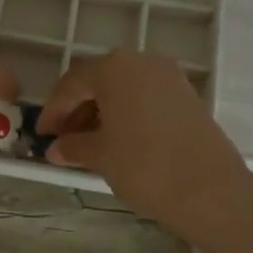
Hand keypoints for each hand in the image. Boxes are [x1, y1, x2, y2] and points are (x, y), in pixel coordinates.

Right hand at [37, 50, 252, 232]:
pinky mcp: (186, 94)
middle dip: (77, 109)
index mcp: (115, 68)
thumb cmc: (145, 167)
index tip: (42, 135)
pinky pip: (145, 96)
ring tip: (89, 144)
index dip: (53, 110)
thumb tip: (56, 149)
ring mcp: (168, 76)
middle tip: (63, 140)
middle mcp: (142, 61)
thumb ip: (73, 146)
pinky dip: (126, 113)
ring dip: (101, 111)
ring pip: (123, 88)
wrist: (210, 190)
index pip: (72, 84)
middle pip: (99, 80)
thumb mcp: (101, 156)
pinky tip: (118, 140)